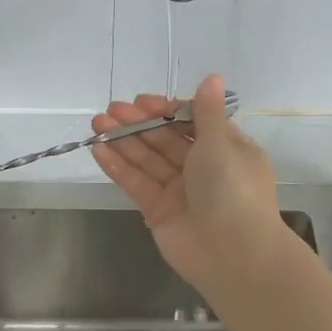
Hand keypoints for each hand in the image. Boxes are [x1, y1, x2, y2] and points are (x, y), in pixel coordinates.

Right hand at [91, 75, 287, 291]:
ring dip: (123, 140)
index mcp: (225, 148)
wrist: (233, 253)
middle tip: (110, 110)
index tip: (142, 102)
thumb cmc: (232, 188)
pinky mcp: (158, 211)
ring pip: (148, 159)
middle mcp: (203, 167)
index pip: (191, 121)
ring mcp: (179, 190)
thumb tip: (211, 77)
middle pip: (165, 139)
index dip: (165, 110)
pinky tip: (98, 149)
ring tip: (97, 124)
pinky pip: (136, 183)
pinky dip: (118, 166)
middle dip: (138, 123)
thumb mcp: (221, 143)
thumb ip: (206, 111)